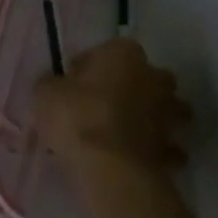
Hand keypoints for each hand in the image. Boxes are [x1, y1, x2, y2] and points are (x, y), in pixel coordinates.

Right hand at [36, 38, 191, 182]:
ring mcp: (168, 113)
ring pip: (164, 109)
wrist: (110, 167)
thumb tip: (56, 86)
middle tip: (104, 104)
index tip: (72, 85)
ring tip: (124, 132)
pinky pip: (166, 145)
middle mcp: (153, 77)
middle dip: (132, 87)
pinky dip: (156, 150)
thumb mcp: (45, 93)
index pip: (106, 50)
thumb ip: (53, 84)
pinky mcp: (172, 147)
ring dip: (152, 117)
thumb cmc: (76, 116)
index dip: (88, 67)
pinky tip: (136, 158)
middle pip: (146, 76)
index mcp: (124, 53)